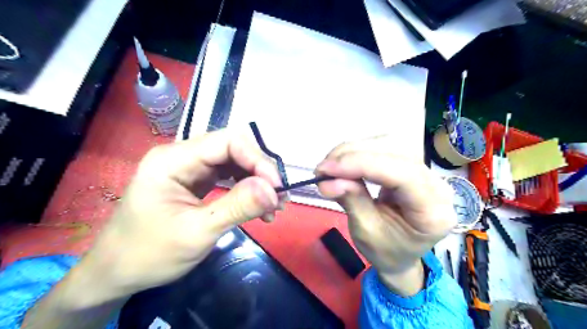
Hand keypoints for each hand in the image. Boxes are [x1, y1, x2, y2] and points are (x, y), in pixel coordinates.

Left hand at [80, 130, 286, 298]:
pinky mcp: (197, 180)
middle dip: (261, 171)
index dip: (258, 159)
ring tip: (274, 206)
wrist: (117, 272)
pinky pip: (229, 176)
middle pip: (234, 149)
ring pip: (235, 162)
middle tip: (279, 198)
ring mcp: (190, 167)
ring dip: (258, 181)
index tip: (277, 188)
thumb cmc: (149, 253)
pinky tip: (259, 206)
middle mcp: (183, 155)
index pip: (228, 142)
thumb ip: (236, 207)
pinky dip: (248, 189)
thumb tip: (273, 190)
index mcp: (173, 160)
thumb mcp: (196, 233)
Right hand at [317, 136, 457, 295]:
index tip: (327, 169)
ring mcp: (426, 172)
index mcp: (433, 212)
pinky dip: (358, 152)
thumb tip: (327, 180)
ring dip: (354, 150)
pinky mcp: (411, 166)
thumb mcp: (366, 232)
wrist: (399, 255)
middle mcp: (437, 185)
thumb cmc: (386, 251)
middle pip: (397, 151)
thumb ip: (351, 200)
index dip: (362, 165)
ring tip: (330, 166)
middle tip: (323, 168)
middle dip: (354, 154)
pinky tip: (343, 162)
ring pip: (389, 143)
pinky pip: (384, 148)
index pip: (402, 174)